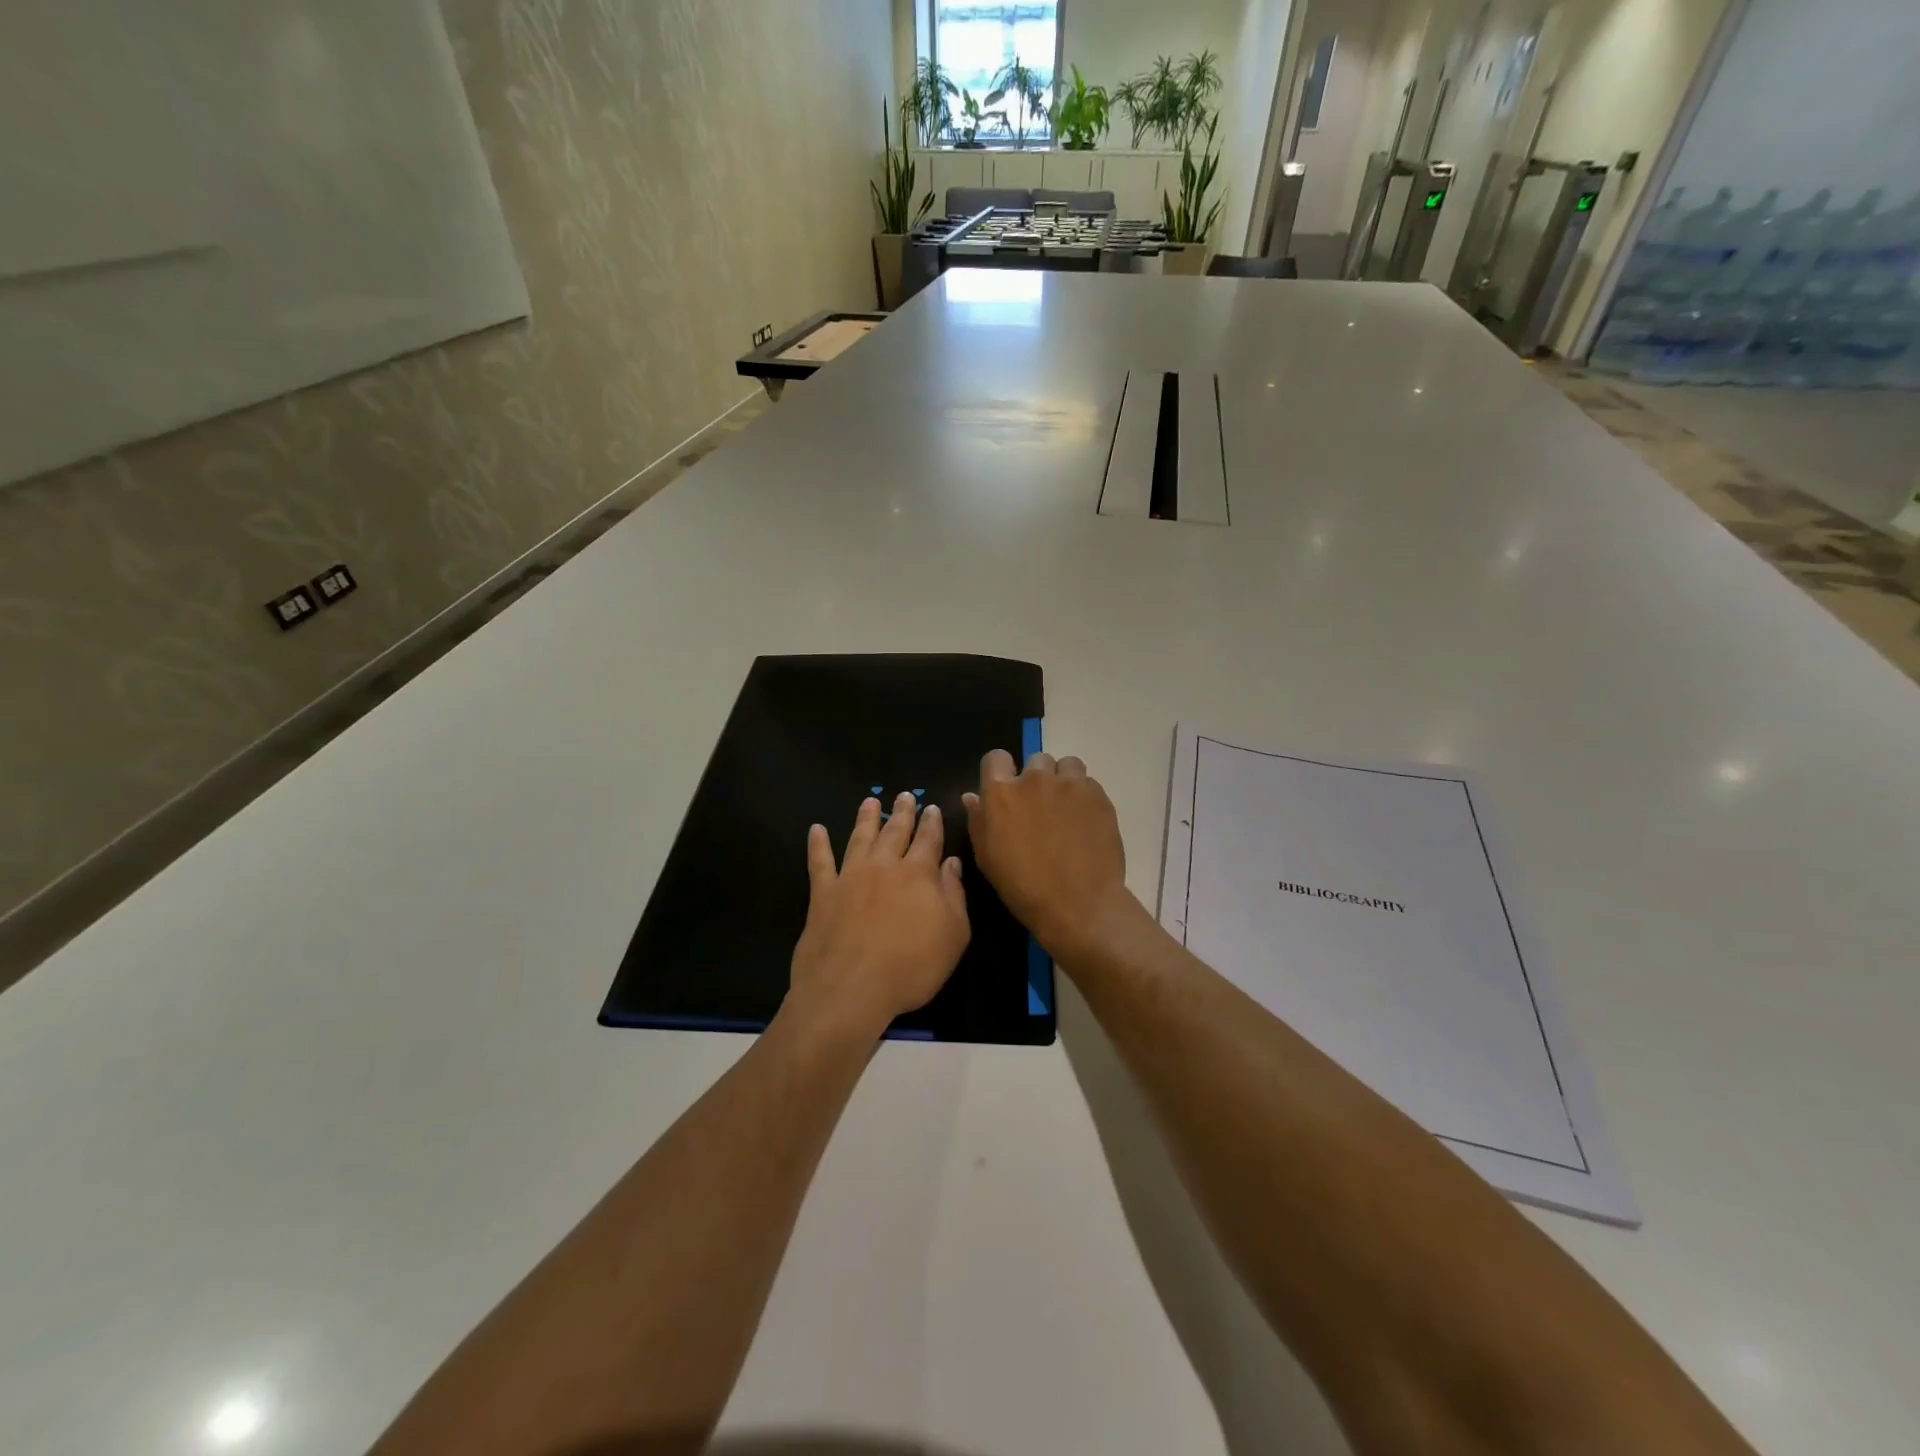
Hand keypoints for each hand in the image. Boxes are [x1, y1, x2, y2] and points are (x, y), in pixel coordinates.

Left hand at [787, 793, 969, 1038]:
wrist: (850, 989)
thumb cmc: (911, 967)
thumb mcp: (953, 935)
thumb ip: (955, 895)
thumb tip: (952, 863)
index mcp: (918, 874)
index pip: (929, 840)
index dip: (932, 823)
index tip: (931, 808)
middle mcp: (884, 866)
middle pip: (895, 831)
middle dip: (902, 812)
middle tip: (904, 795)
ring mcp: (850, 876)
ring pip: (859, 837)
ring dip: (866, 818)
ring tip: (870, 801)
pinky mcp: (822, 894)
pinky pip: (819, 862)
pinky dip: (818, 844)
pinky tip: (816, 830)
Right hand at [963, 750, 1135, 961]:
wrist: (1078, 903)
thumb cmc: (1023, 886)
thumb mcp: (987, 857)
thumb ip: (978, 820)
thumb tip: (972, 796)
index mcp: (1001, 792)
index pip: (996, 758)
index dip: (1001, 772)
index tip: (1007, 791)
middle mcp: (1034, 779)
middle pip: (1035, 760)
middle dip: (1036, 778)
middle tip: (1041, 808)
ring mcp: (1070, 784)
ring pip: (1066, 765)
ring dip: (1063, 781)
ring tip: (1067, 809)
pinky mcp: (1098, 795)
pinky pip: (1089, 783)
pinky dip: (1085, 796)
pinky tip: (1086, 822)